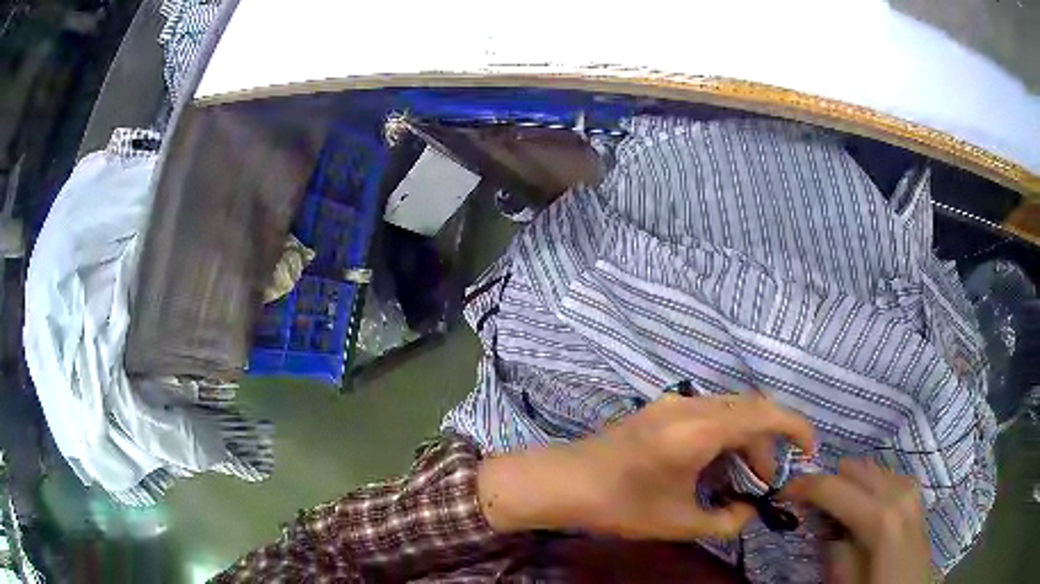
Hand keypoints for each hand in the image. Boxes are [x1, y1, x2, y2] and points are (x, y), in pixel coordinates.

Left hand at [478, 394, 814, 539]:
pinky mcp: (660, 409)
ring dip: (746, 438)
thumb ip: (725, 521)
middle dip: (768, 442)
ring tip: (743, 477)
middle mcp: (691, 405)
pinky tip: (716, 463)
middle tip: (767, 480)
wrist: (564, 481)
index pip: (764, 414)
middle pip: (750, 410)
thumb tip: (748, 510)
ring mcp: (673, 403)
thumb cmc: (620, 505)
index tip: (811, 447)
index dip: (796, 426)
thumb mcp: (678, 522)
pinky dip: (725, 433)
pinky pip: (708, 412)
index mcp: (700, 430)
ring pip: (730, 409)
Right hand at [781, 459, 930, 583]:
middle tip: (806, 503)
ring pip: (873, 469)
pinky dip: (868, 484)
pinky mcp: (915, 496)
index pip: (836, 487)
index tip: (783, 490)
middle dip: (829, 481)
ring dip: (848, 482)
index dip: (806, 485)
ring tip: (831, 506)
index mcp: (881, 518)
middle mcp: (898, 494)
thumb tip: (824, 526)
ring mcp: (911, 491)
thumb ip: (834, 553)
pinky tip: (861, 503)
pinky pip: (887, 476)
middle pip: (856, 469)